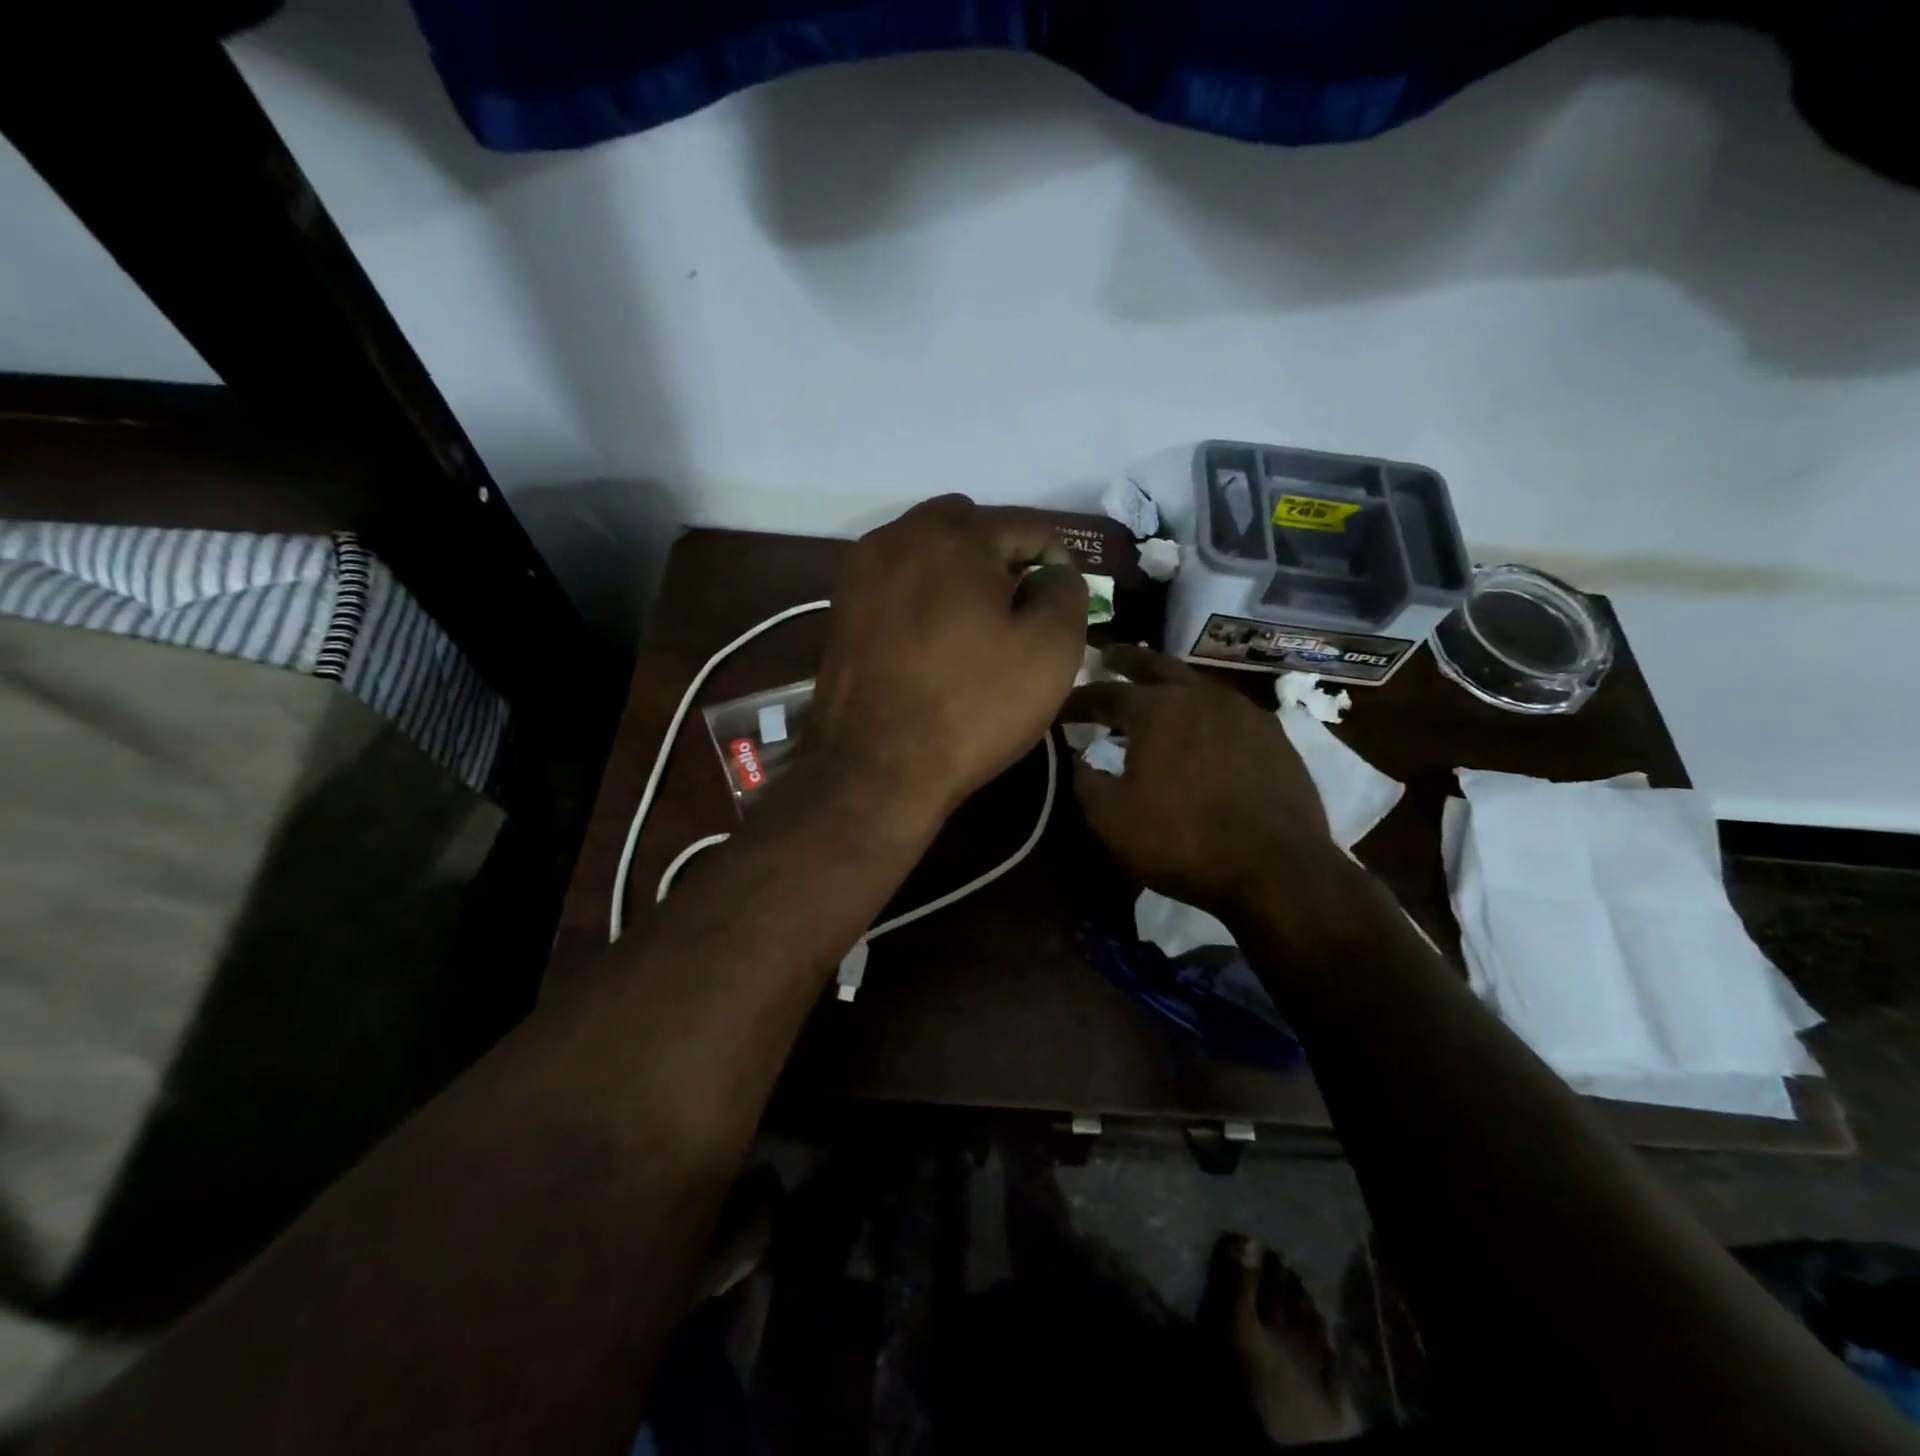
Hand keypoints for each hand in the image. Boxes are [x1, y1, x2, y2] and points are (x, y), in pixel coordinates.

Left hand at [810, 495, 1087, 819]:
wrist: (875, 768)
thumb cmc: (973, 706)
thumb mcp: (1052, 650)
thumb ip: (1066, 592)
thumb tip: (1051, 573)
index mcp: (953, 534)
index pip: (1027, 525)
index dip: (1057, 562)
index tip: (1062, 605)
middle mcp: (898, 536)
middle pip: (969, 528)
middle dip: (1001, 558)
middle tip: (1017, 612)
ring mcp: (860, 573)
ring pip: (926, 553)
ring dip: (958, 575)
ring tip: (975, 629)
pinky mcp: (841, 610)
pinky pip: (896, 584)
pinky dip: (922, 598)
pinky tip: (933, 643)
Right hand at [1062, 646, 1341, 915]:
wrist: (1276, 870)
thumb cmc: (1182, 840)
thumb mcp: (1111, 819)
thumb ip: (1086, 783)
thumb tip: (1079, 761)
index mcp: (1157, 709)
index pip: (1104, 693)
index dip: (1077, 700)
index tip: (1058, 707)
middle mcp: (1202, 697)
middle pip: (1157, 665)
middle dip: (1128, 660)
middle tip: (1109, 655)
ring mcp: (1245, 714)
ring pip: (1198, 686)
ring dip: (1170, 685)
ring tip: (1156, 695)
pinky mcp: (1275, 739)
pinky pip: (1229, 713)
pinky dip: (1205, 713)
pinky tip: (1204, 730)